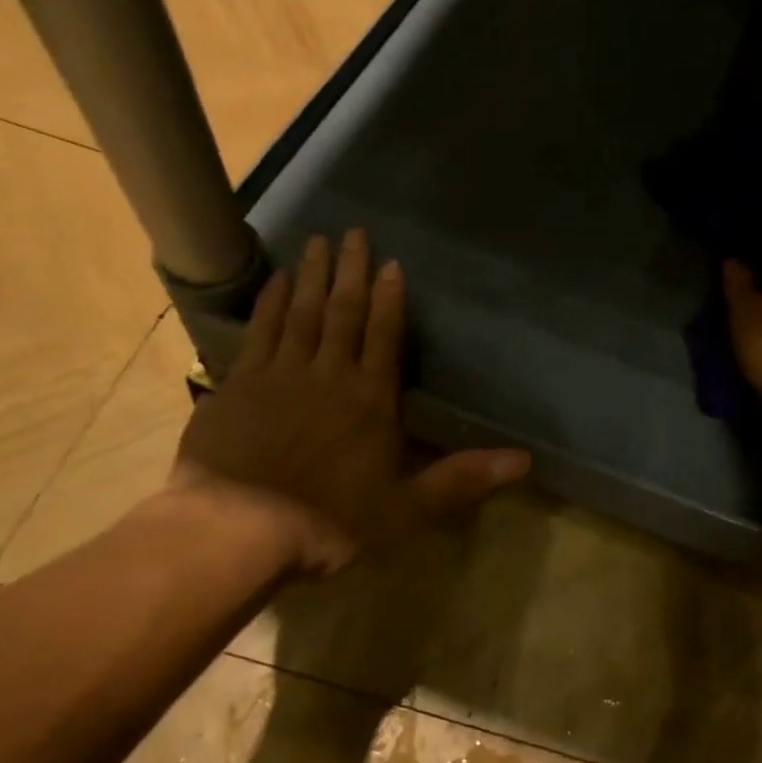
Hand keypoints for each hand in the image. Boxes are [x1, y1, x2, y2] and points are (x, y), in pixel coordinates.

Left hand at [174, 231, 529, 574]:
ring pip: (301, 313)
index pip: (385, 336)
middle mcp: (329, 375)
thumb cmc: (328, 521)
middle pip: (343, 313)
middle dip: (351, 271)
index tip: (392, 263)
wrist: (235, 530)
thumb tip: (526, 460)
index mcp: (371, 399)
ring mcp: (279, 375)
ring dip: (311, 276)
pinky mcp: (238, 385)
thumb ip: (462, 479)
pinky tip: (274, 281)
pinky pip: (259, 332)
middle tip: (354, 232)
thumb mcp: (406, 508)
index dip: (391, 299)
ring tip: (318, 241)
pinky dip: (269, 303)